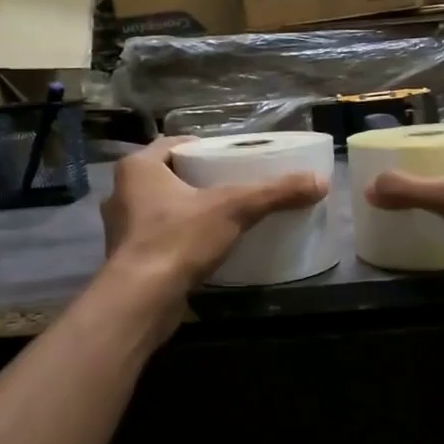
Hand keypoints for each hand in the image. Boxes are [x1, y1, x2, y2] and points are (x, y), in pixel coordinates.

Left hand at [103, 136, 328, 289]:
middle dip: (197, 178)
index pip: (174, 144)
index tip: (230, 158)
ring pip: (161, 207)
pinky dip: (180, 237)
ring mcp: (122, 228)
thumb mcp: (234, 209)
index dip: (203, 148)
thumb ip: (275, 193)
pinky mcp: (128, 259)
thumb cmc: (179, 239)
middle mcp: (123, 193)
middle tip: (232, 184)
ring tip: (223, 215)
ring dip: (187, 209)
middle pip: (168, 175)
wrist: (142, 300)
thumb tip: (320, 182)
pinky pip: (160, 237)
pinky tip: (205, 246)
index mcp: (138, 168)